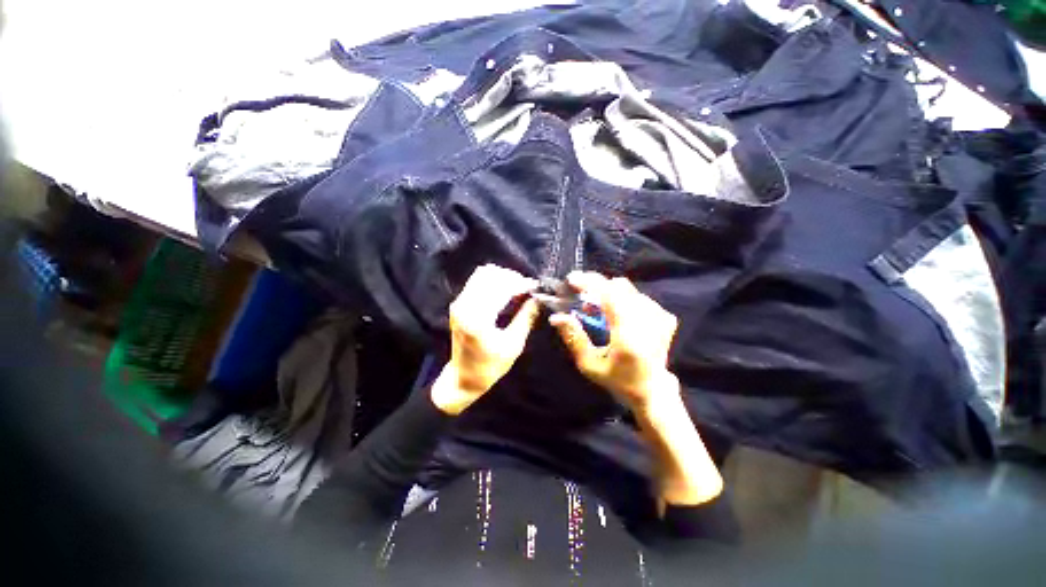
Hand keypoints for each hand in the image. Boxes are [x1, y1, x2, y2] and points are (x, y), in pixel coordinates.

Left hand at [431, 264, 540, 414]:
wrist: (463, 377)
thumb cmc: (490, 366)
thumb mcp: (513, 345)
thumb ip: (526, 318)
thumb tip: (538, 299)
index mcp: (478, 319)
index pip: (501, 288)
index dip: (520, 284)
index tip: (535, 287)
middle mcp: (465, 306)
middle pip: (490, 275)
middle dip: (512, 278)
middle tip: (527, 288)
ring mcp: (459, 303)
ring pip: (482, 274)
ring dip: (502, 277)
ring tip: (517, 288)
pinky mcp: (458, 303)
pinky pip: (476, 281)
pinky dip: (493, 281)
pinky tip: (505, 291)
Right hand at [549, 272, 679, 411]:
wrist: (652, 390)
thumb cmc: (618, 380)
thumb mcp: (590, 365)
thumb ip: (574, 338)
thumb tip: (556, 317)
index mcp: (630, 335)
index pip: (610, 296)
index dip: (589, 283)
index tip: (571, 279)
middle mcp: (649, 320)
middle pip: (619, 286)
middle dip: (596, 286)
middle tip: (580, 295)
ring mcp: (660, 316)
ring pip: (627, 289)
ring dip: (607, 292)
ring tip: (596, 309)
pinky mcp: (665, 316)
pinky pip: (637, 296)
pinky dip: (621, 299)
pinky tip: (615, 314)